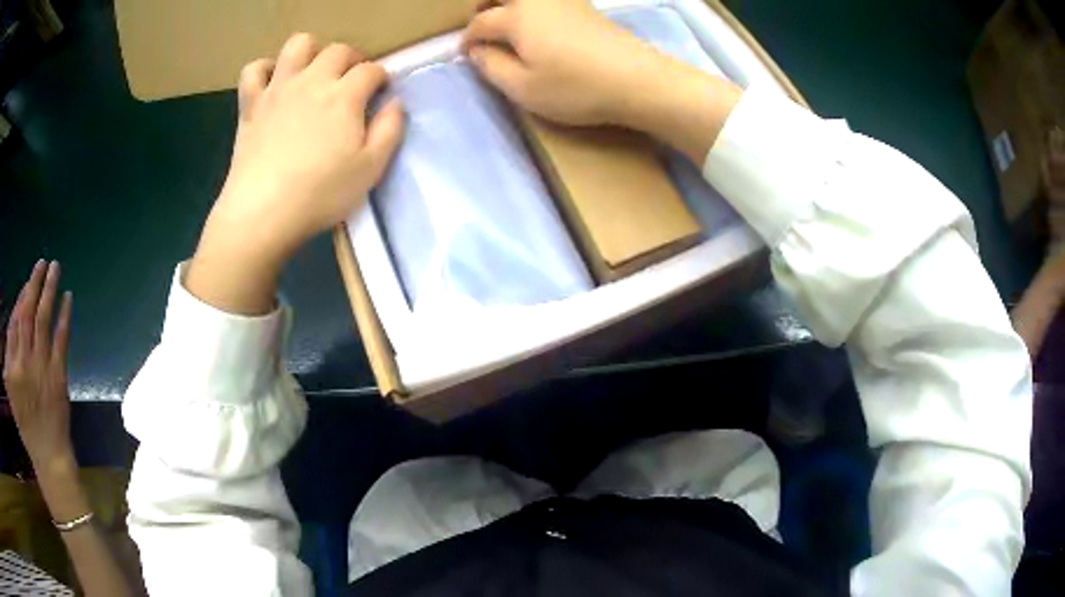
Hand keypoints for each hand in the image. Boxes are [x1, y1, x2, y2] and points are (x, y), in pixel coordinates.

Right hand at [4, 260, 74, 472]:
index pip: (14, 321)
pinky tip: (68, 297)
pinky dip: (64, 316)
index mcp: (11, 367)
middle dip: (34, 283)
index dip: (21, 297)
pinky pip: (61, 340)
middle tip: (42, 261)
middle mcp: (23, 363)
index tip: (29, 282)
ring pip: (42, 319)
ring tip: (55, 267)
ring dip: (49, 290)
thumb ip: (10, 356)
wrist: (48, 458)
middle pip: (27, 313)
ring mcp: (40, 369)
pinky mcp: (57, 378)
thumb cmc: (27, 425)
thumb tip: (16, 319)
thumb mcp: (11, 391)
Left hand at [187, 34, 404, 314]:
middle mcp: (312, 81)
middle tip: (351, 82)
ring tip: (312, 72)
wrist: (263, 213)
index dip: (380, 78)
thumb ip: (389, 131)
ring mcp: (278, 89)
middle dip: (351, 60)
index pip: (371, 70)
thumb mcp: (370, 170)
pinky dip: (264, 70)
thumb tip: (395, 104)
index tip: (380, 92)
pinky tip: (272, 84)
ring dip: (310, 51)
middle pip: (338, 50)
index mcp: (344, 96)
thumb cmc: (320, 194)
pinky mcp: (251, 105)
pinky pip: (254, 71)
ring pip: (297, 45)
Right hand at [462, 0, 741, 162]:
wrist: (636, 79)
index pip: (481, 23)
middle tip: (482, 24)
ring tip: (509, 22)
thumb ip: (491, 67)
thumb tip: (476, 51)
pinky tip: (540, 21)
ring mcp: (565, 1)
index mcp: (516, 17)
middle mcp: (537, 0)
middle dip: (485, 4)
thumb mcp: (523, 88)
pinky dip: (535, 5)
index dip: (468, 38)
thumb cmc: (575, 88)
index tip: (465, 53)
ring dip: (510, 2)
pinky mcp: (586, 7)